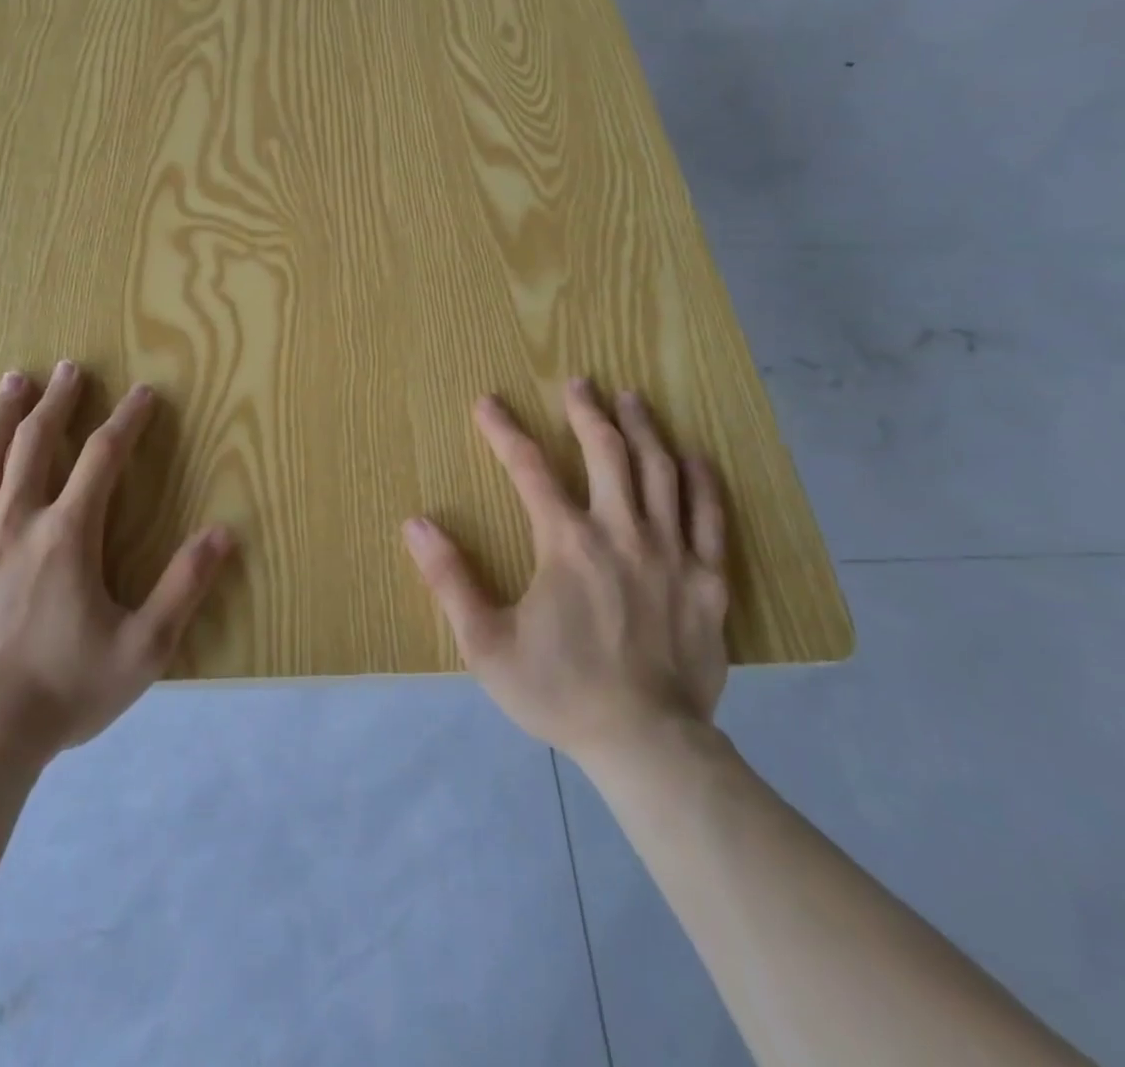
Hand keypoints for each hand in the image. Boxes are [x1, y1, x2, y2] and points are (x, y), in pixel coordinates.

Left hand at [0, 360, 234, 761]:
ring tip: (14, 381)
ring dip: (0, 414)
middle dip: (58, 401)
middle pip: (36, 443)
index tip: (143, 394)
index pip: (104, 458)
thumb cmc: (62, 693)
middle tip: (69, 369)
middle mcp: (12, 521)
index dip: (128, 420)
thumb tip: (224, 532)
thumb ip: (184, 587)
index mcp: (66, 535)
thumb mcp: (144, 648)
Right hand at [402, 379, 729, 764]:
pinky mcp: (708, 579)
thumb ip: (449, 579)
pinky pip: (709, 515)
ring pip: (660, 471)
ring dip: (643, 429)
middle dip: (587, 411)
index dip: (504, 431)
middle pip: (607, 453)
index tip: (487, 403)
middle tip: (578, 382)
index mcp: (566, 543)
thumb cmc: (559, 691)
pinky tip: (695, 456)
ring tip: (632, 398)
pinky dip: (702, 480)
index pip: (530, 469)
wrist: (646, 744)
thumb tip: (414, 524)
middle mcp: (621, 532)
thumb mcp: (486, 643)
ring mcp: (671, 552)